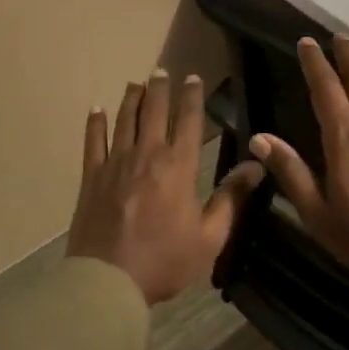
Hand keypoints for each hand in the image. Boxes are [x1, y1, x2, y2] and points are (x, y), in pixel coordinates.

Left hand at [68, 70, 264, 305]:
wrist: (109, 279)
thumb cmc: (165, 261)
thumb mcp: (210, 236)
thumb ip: (231, 197)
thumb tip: (256, 165)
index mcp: (179, 166)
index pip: (188, 120)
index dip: (192, 96)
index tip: (193, 77)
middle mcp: (147, 154)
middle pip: (155, 111)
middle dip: (160, 88)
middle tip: (161, 70)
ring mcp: (116, 162)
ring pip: (125, 119)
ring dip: (132, 98)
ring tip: (136, 83)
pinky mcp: (92, 175)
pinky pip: (93, 141)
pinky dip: (96, 122)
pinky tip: (97, 109)